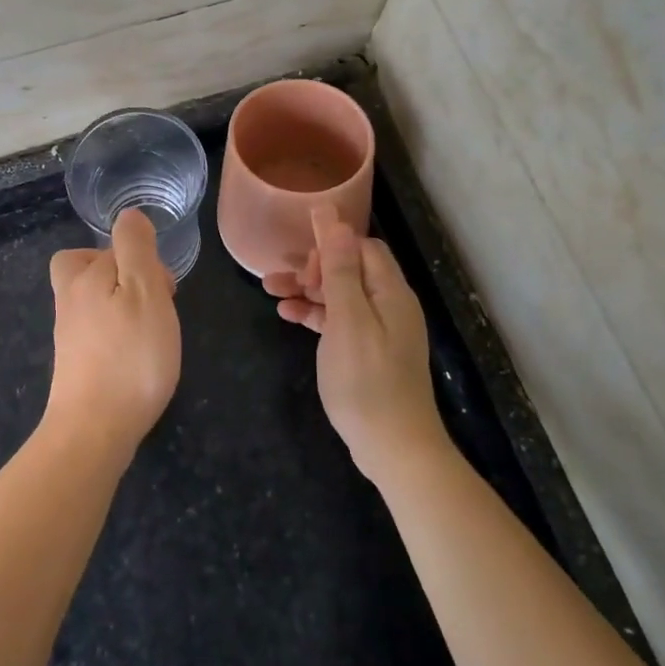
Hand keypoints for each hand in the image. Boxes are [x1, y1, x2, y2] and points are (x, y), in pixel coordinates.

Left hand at [44, 208, 181, 463]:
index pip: (109, 247)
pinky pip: (95, 333)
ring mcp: (68, 335)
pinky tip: (135, 357)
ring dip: (120, 307)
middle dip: (120, 276)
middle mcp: (69, 301)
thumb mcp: (144, 290)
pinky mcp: (73, 365)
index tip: (164, 287)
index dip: (140, 259)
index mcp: (84, 277)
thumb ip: (136, 248)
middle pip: (88, 269)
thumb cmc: (129, 356)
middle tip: (153, 302)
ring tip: (150, 332)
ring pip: (92, 302)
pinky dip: (115, 336)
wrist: (94, 430)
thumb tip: (128, 216)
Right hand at [264, 206, 447, 483]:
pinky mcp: (369, 353)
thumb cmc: (367, 381)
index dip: (331, 247)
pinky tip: (288, 318)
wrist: (394, 448)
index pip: (362, 248)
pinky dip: (315, 316)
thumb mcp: (348, 320)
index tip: (303, 266)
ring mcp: (380, 331)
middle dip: (312, 268)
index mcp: (390, 292)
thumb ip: (340, 268)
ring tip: (270, 292)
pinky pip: (340, 321)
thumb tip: (333, 216)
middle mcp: (389, 305)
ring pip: (340, 296)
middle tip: (281, 280)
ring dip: (307, 291)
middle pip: (349, 269)